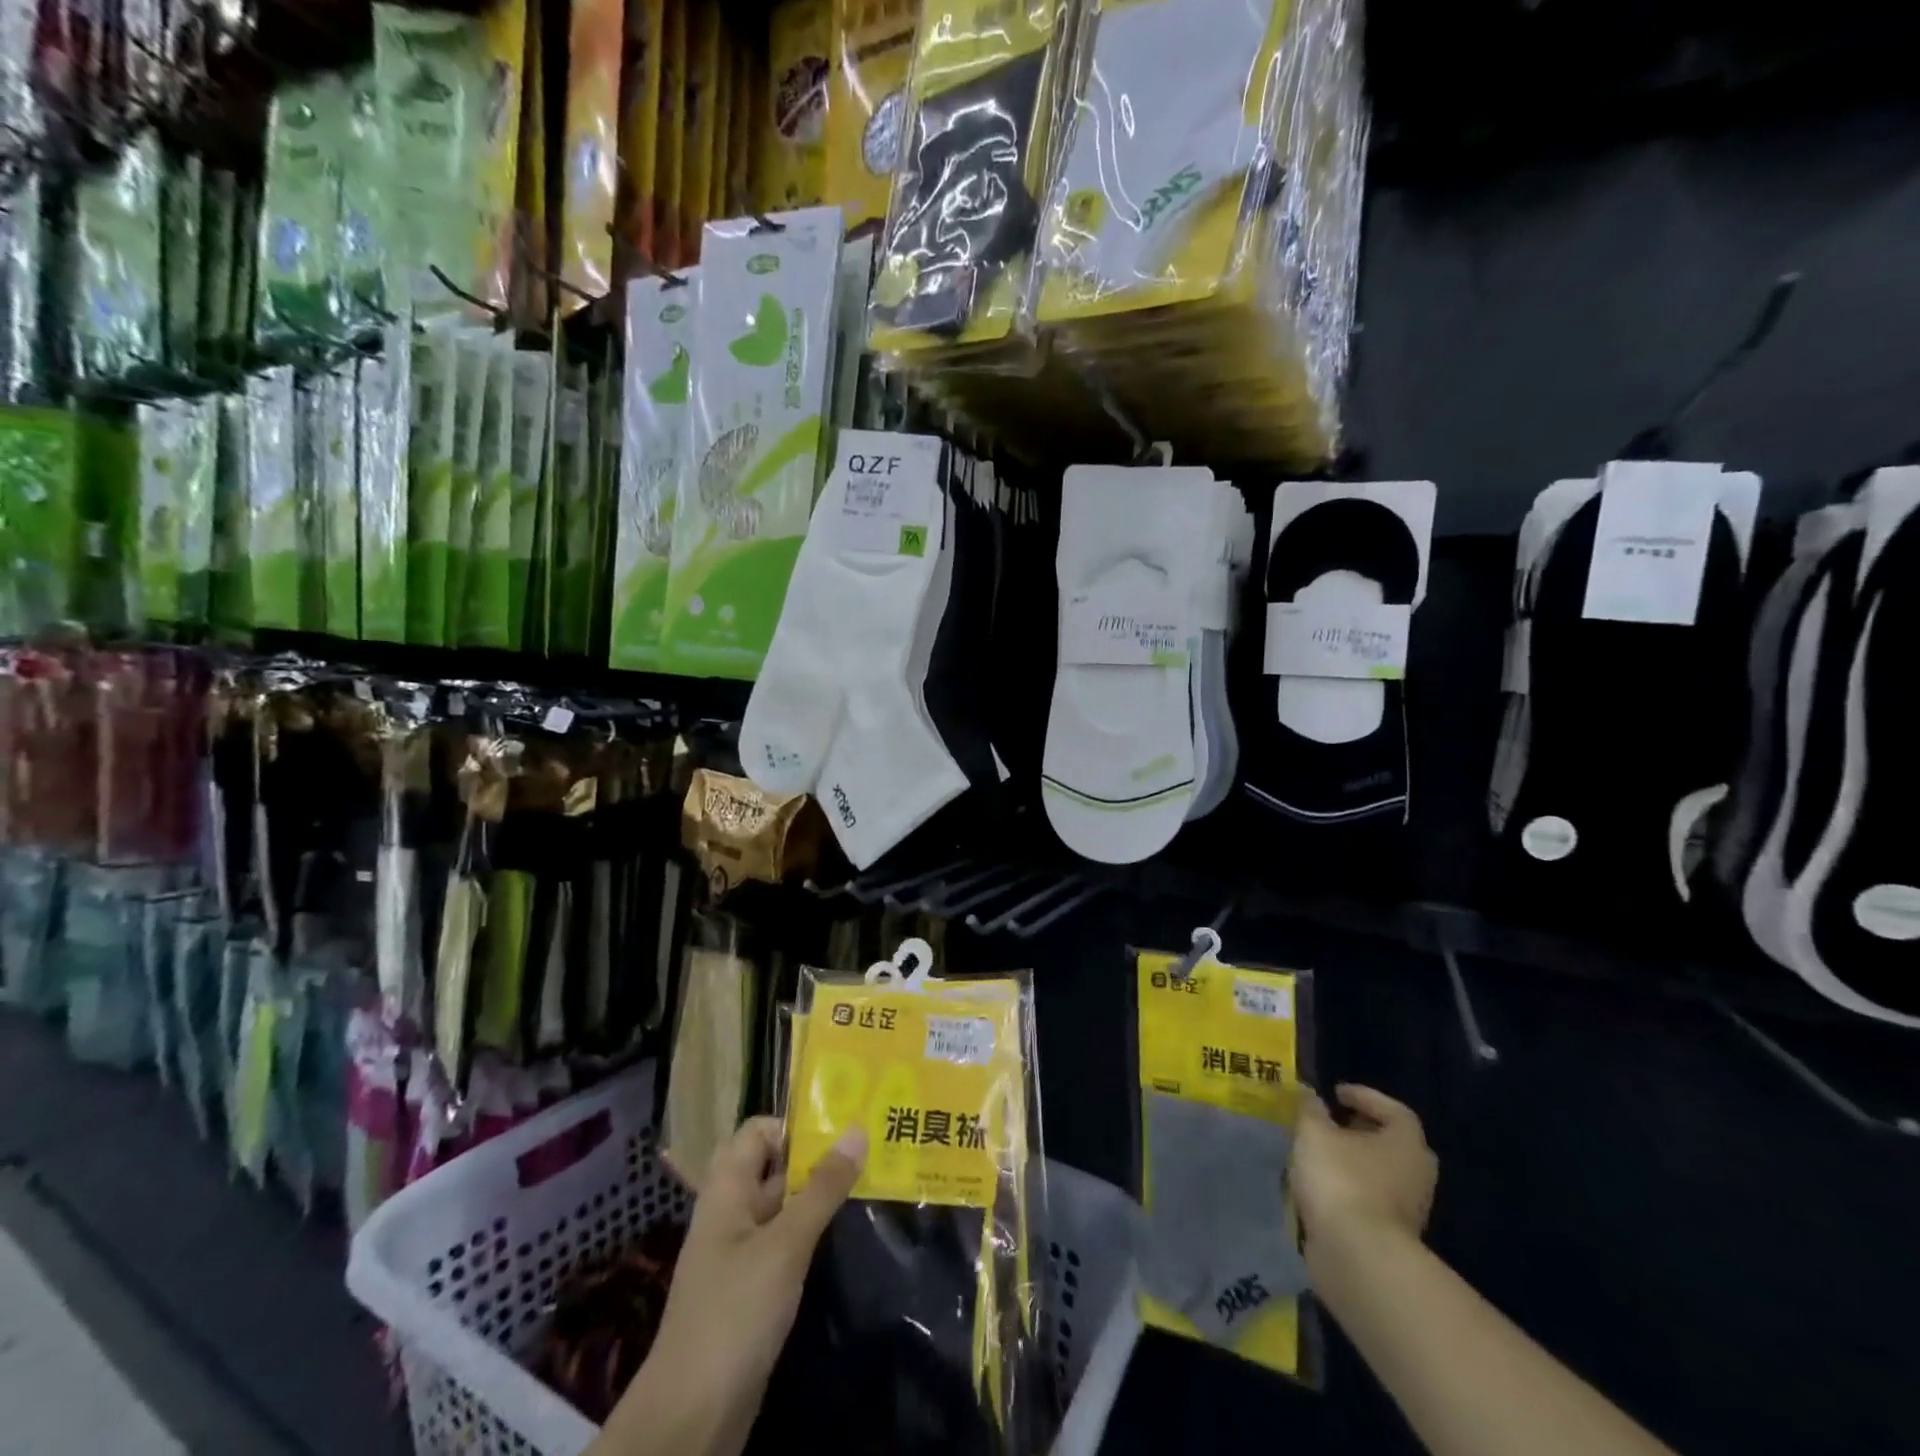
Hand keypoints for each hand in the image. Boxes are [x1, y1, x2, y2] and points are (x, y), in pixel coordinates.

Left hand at [601, 1118, 865, 1455]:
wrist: (690, 1418)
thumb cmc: (734, 1314)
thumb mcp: (785, 1245)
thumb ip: (822, 1189)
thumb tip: (856, 1130)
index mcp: (726, 1191)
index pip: (756, 1132)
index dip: (793, 1127)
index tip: (839, 1131)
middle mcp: (730, 1214)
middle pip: (772, 1167)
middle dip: (815, 1158)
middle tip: (866, 1152)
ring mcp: (739, 1255)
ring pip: (781, 1207)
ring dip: (817, 1196)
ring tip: (868, 1185)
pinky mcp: (750, 1292)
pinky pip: (783, 1245)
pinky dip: (810, 1235)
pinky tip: (843, 1238)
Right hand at [1292, 1085, 1436, 1259]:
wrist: (1357, 1256)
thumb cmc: (1341, 1179)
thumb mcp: (1314, 1132)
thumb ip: (1311, 1110)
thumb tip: (1310, 1095)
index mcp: (1406, 1144)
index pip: (1395, 1110)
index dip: (1365, 1097)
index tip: (1335, 1093)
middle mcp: (1416, 1175)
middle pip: (1391, 1143)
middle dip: (1360, 1130)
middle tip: (1330, 1122)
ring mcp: (1408, 1210)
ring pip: (1380, 1173)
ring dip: (1352, 1161)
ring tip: (1318, 1153)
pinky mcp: (1391, 1236)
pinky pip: (1370, 1199)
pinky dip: (1349, 1188)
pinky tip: (1321, 1186)